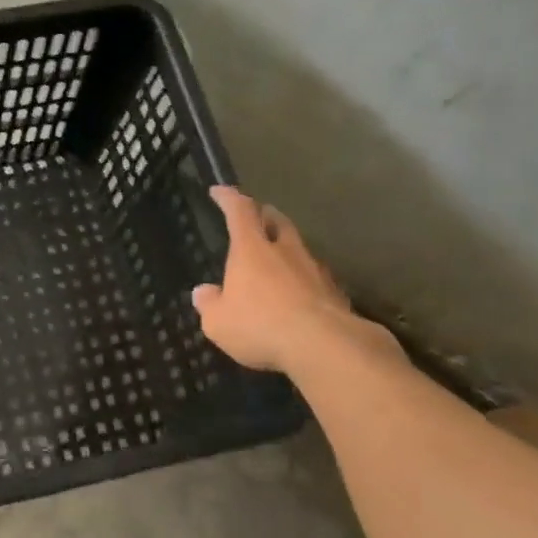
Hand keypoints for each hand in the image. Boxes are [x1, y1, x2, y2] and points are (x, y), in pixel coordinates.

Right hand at [191, 186, 392, 373]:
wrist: (325, 346)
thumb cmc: (260, 325)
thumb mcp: (218, 322)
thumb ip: (209, 304)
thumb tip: (203, 292)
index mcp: (251, 250)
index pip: (240, 211)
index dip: (229, 198)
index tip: (220, 190)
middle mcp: (284, 250)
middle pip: (277, 221)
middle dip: (265, 215)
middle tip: (257, 216)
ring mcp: (314, 269)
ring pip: (299, 247)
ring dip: (287, 247)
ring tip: (278, 258)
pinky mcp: (335, 292)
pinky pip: (315, 276)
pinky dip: (304, 277)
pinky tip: (299, 293)